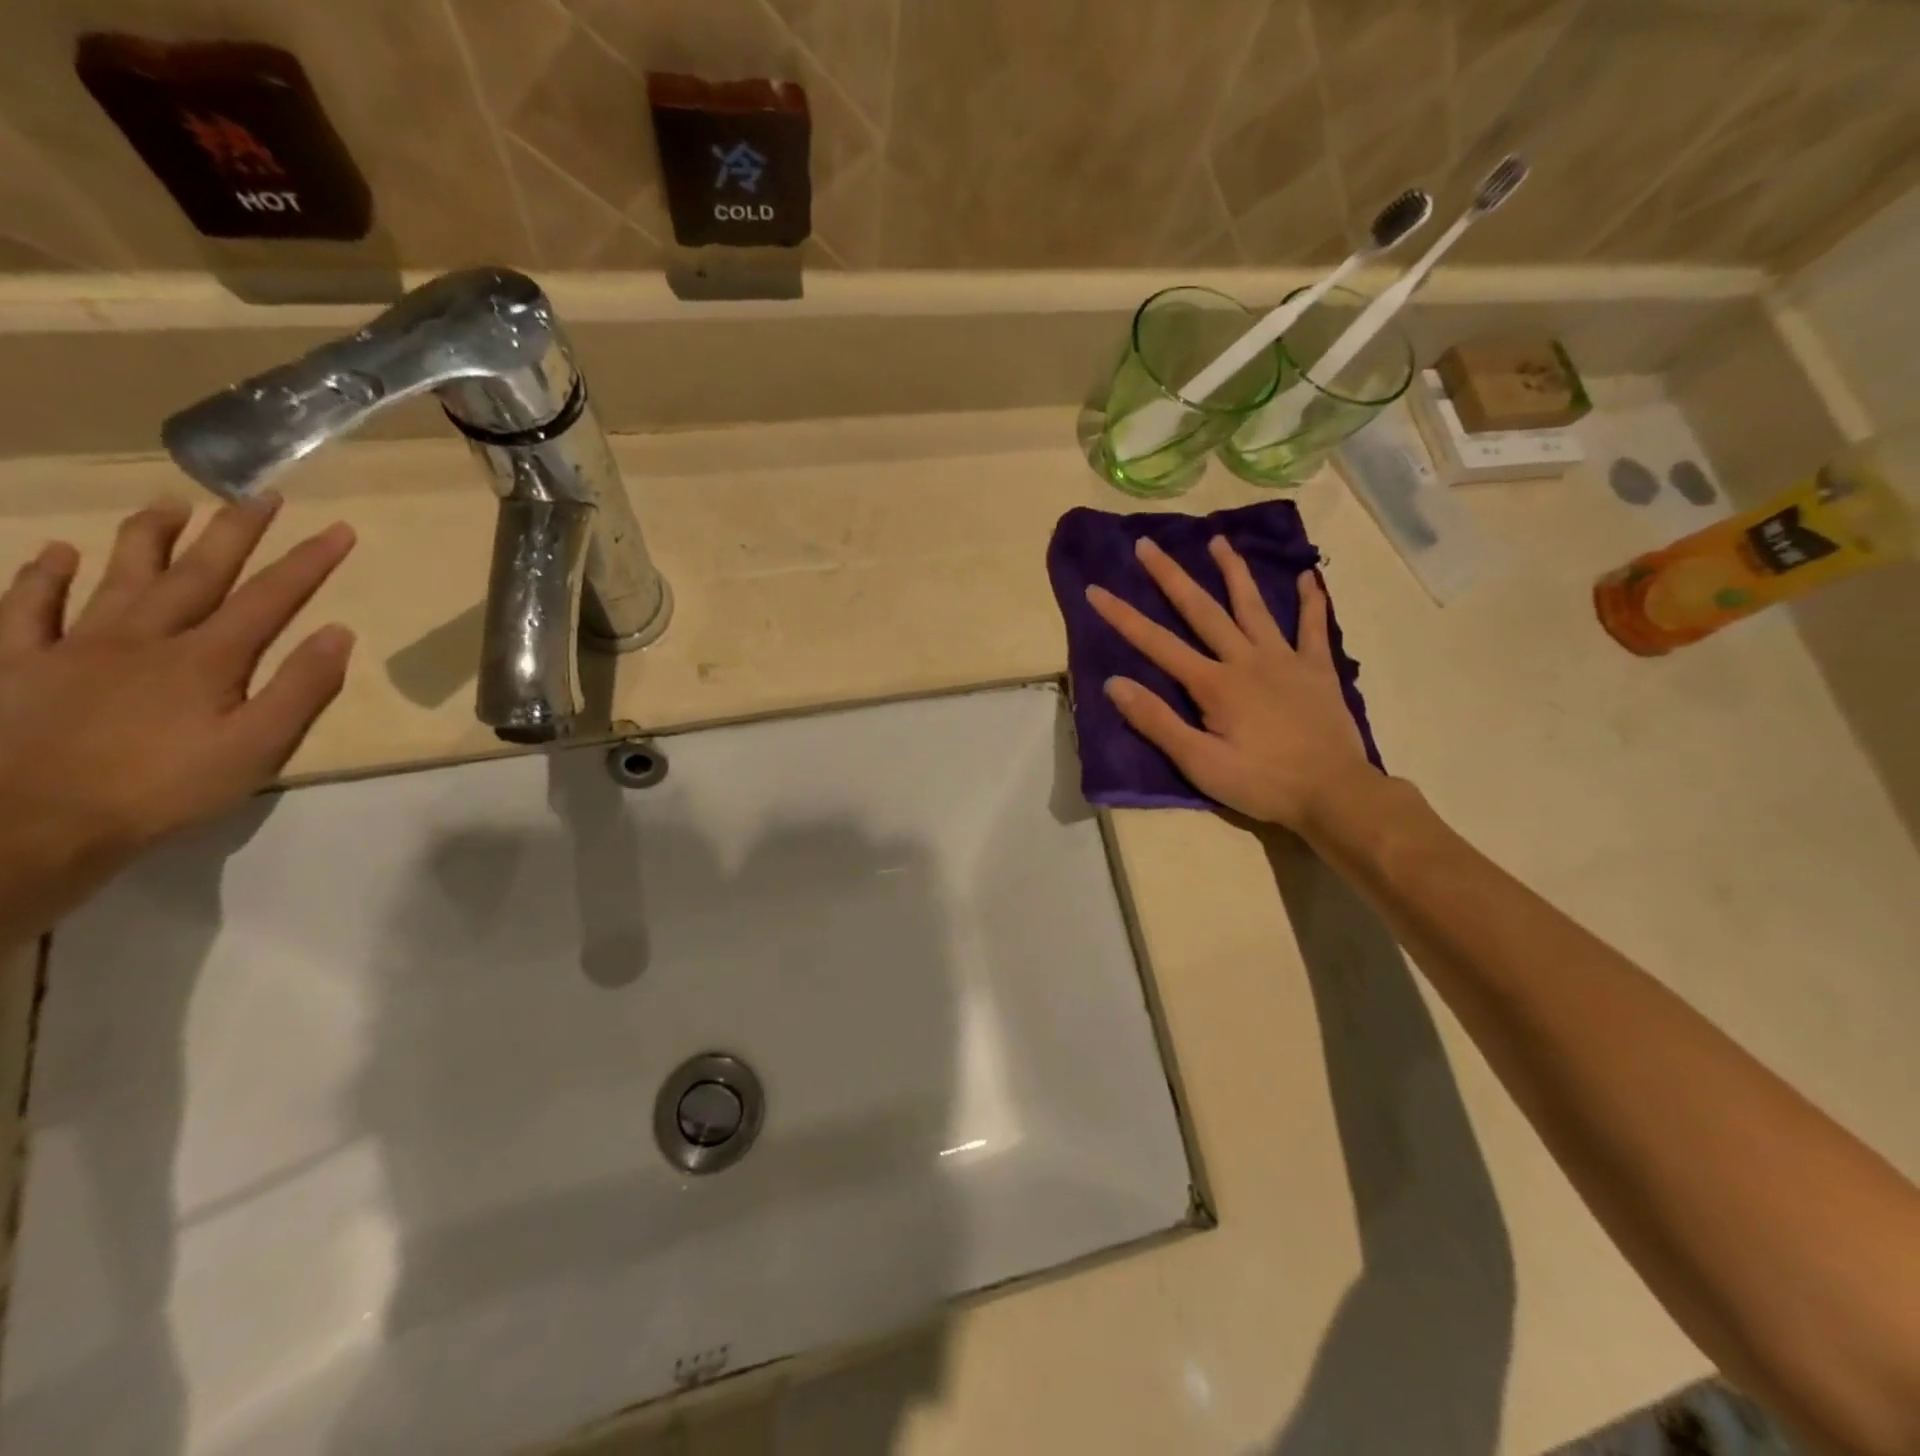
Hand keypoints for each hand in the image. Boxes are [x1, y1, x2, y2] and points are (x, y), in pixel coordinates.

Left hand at [0, 498, 356, 939]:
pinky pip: (27, 609)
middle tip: (261, 494)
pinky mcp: (19, 664)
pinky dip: (42, 576)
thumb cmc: (163, 790)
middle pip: (199, 572)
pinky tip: (56, 553)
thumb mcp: (257, 749)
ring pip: (119, 576)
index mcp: (207, 658)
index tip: (339, 528)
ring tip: (170, 503)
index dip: (308, 562)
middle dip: (235, 531)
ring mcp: (75, 646)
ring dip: (149, 537)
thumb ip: (300, 689)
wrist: (31, 824)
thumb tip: (338, 633)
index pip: (270, 598)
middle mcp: (145, 637)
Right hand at [1086, 536, 1374, 832]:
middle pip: (1202, 610)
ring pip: (1253, 607)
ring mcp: (1285, 660)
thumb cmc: (1262, 783)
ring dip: (1233, 572)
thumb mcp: (1200, 763)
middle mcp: (1246, 660)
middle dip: (1171, 576)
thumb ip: (1157, 722)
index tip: (1096, 590)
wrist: (1334, 793)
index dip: (1123, 617)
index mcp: (1214, 684)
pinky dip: (1310, 601)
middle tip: (1148, 544)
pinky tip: (1307, 576)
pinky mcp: (1317, 670)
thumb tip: (1114, 683)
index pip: (1157, 644)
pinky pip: (1312, 628)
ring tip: (1218, 540)